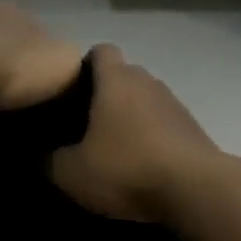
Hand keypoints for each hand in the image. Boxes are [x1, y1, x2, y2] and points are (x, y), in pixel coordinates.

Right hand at [51, 44, 220, 223]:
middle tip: (84, 125)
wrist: (196, 189)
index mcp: (117, 79)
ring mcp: (175, 103)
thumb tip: (43, 156)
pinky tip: (142, 164)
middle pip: (123, 75)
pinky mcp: (192, 128)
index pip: (100, 51)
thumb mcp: (73, 173)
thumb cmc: (128, 169)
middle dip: (105, 94)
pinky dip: (152, 136)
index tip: (69, 91)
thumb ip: (51, 160)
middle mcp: (148, 82)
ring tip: (114, 148)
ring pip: (145, 100)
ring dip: (131, 117)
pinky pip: (164, 123)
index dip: (83, 66)